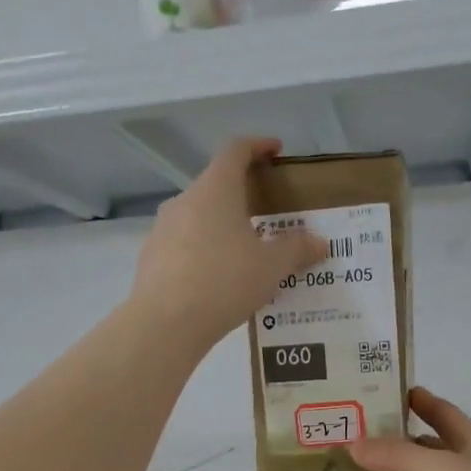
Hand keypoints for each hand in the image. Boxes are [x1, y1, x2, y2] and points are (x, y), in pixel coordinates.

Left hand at [130, 137, 326, 348]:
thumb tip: (319, 243)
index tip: (275, 151)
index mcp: (215, 190)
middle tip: (265, 212)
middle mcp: (185, 201)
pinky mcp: (152, 257)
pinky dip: (203, 250)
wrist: (165, 323)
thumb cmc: (224, 282)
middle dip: (241, 193)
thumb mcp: (271, 268)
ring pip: (198, 216)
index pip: (235, 151)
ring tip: (243, 251)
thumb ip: (296, 250)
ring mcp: (163, 229)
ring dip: (221, 225)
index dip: (257, 146)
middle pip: (215, 185)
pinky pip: (184, 244)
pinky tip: (217, 278)